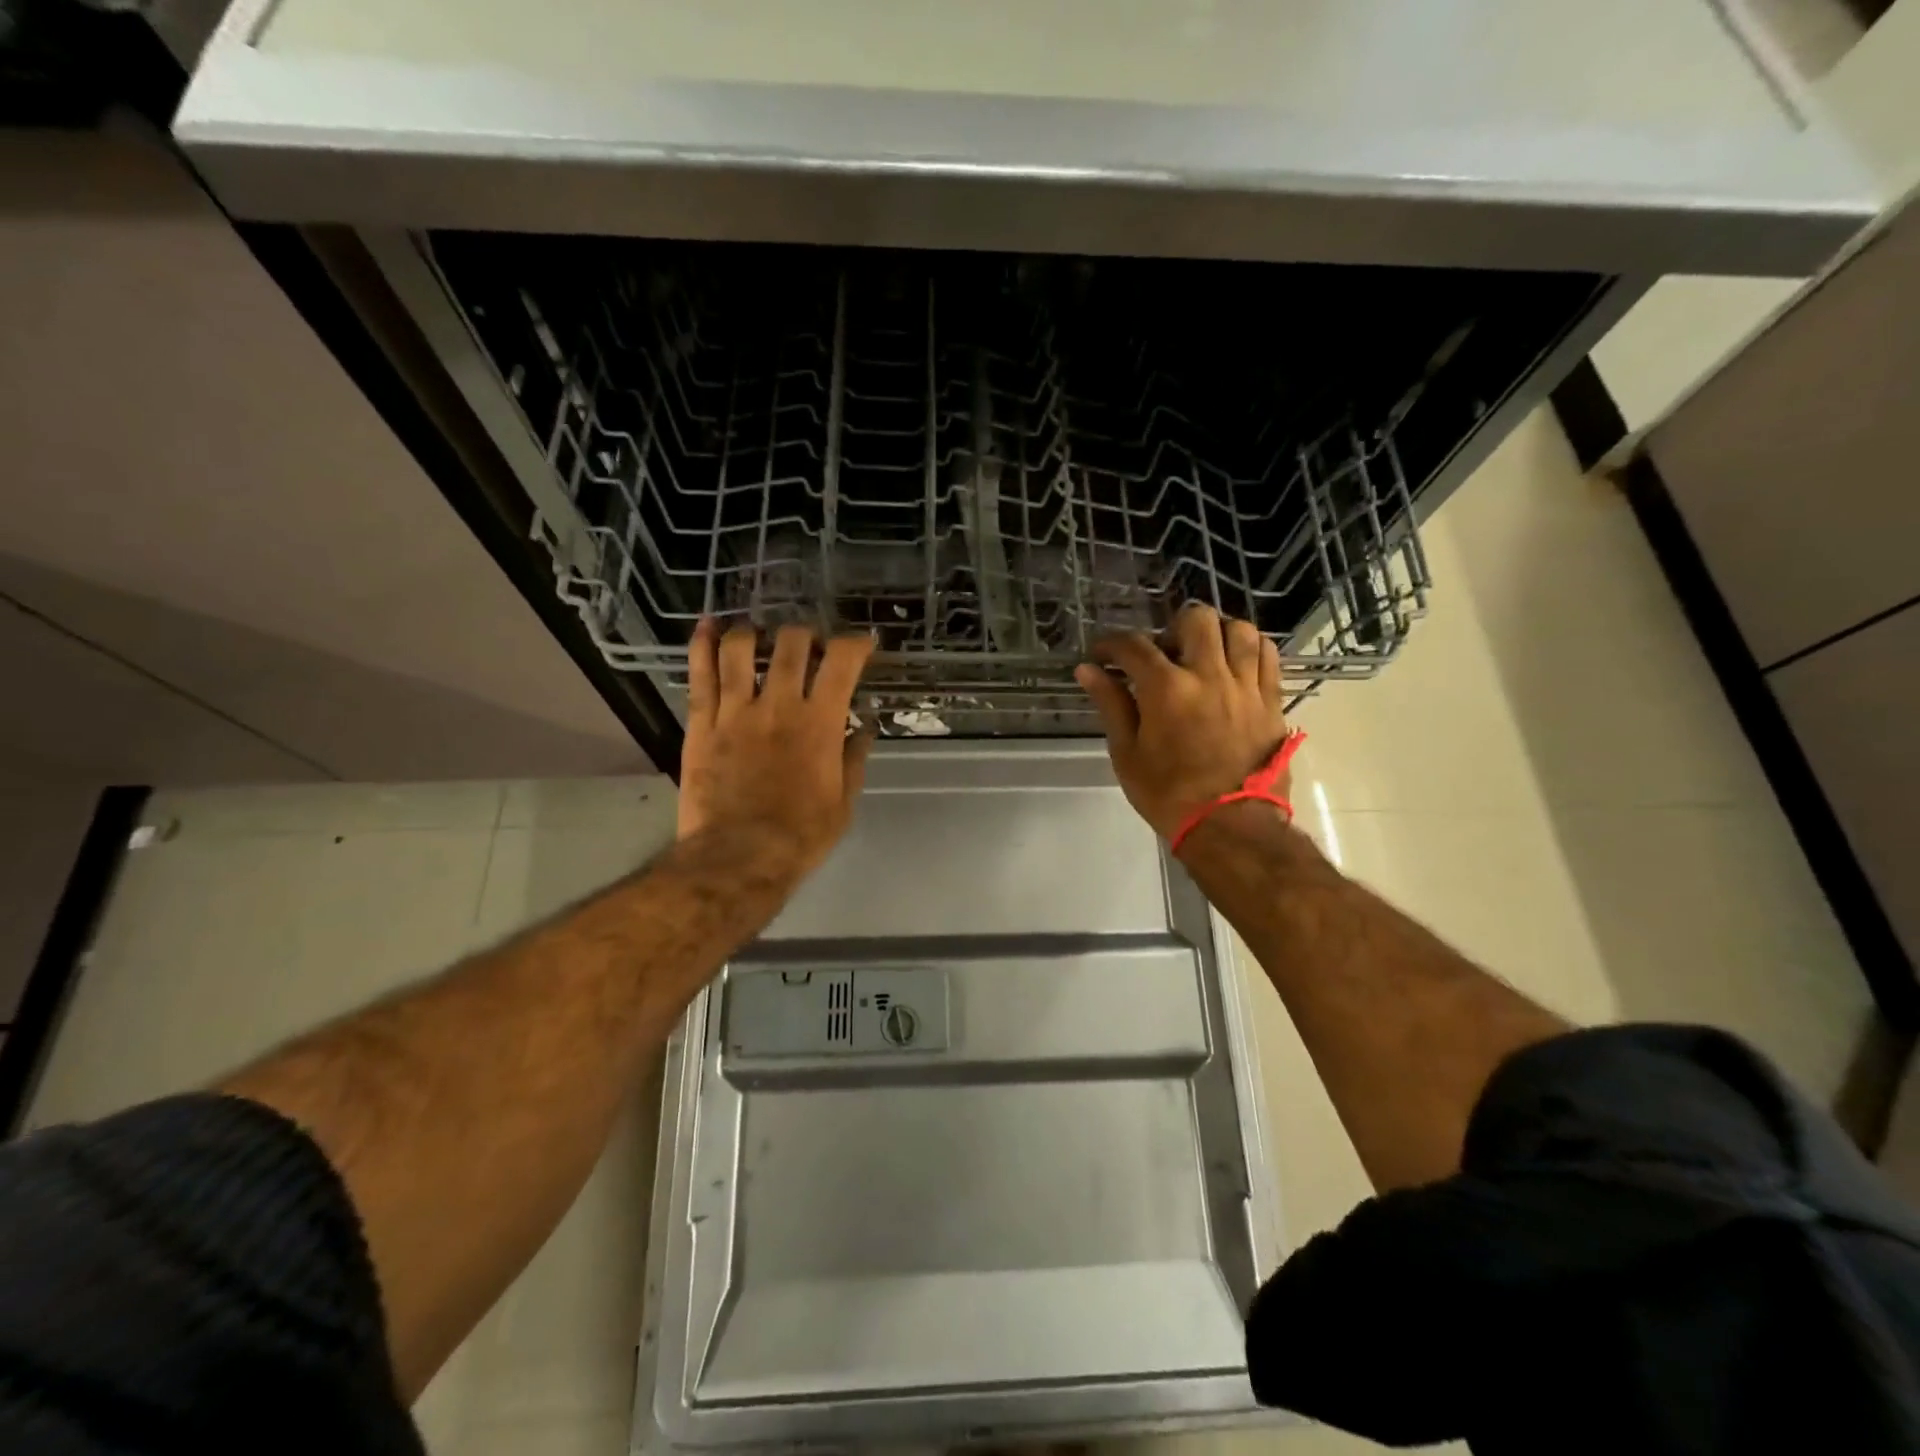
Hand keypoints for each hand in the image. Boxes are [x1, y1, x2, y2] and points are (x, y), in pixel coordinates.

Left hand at [678, 620, 875, 882]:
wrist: (739, 858)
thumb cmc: (801, 835)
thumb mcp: (843, 801)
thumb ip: (854, 758)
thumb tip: (863, 727)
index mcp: (819, 722)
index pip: (841, 662)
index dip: (856, 643)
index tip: (862, 644)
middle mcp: (778, 705)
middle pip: (791, 643)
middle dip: (805, 635)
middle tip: (809, 647)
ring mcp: (735, 711)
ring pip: (739, 649)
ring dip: (753, 633)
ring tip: (759, 637)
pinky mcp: (702, 724)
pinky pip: (699, 675)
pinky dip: (702, 644)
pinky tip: (708, 626)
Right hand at [1075, 604, 1291, 841]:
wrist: (1230, 826)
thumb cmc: (1168, 795)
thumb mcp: (1127, 753)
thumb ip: (1110, 704)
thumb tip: (1087, 670)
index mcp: (1167, 688)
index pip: (1134, 646)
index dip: (1112, 644)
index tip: (1103, 655)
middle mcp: (1209, 675)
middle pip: (1196, 619)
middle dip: (1172, 628)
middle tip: (1162, 655)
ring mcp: (1246, 686)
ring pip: (1239, 630)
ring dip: (1216, 633)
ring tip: (1203, 654)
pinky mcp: (1271, 701)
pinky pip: (1268, 656)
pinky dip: (1250, 649)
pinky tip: (1236, 664)